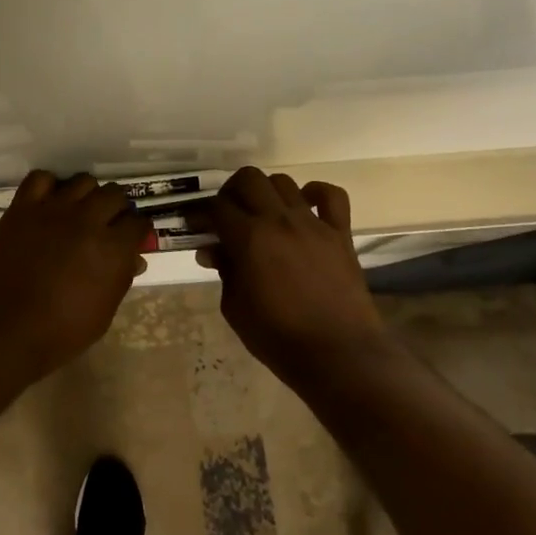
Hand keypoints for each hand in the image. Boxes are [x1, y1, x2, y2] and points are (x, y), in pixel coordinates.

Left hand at [0, 171, 150, 383]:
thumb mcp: (103, 313)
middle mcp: (88, 220)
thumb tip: (133, 259)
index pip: (139, 222)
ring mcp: (54, 209)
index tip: (131, 239)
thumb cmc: (59, 332)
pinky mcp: (23, 207)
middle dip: (116, 209)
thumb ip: (121, 278)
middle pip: (115, 194)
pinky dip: (48, 186)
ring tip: (78, 212)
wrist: (3, 329)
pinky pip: (41, 178)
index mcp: (113, 249)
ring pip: (83, 181)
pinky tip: (48, 203)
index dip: (137, 231)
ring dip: (87, 195)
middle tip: (106, 226)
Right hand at [200, 168, 390, 387]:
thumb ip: (224, 271)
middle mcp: (279, 220)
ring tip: (262, 214)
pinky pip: (332, 196)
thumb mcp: (235, 308)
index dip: (200, 213)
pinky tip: (305, 207)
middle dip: (231, 192)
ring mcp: (313, 224)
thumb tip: (212, 250)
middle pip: (249, 179)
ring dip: (266, 192)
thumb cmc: (278, 337)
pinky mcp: (340, 233)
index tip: (195, 225)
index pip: (216, 207)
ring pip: (284, 182)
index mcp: (249, 238)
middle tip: (227, 215)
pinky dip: (316, 193)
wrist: (338, 356)